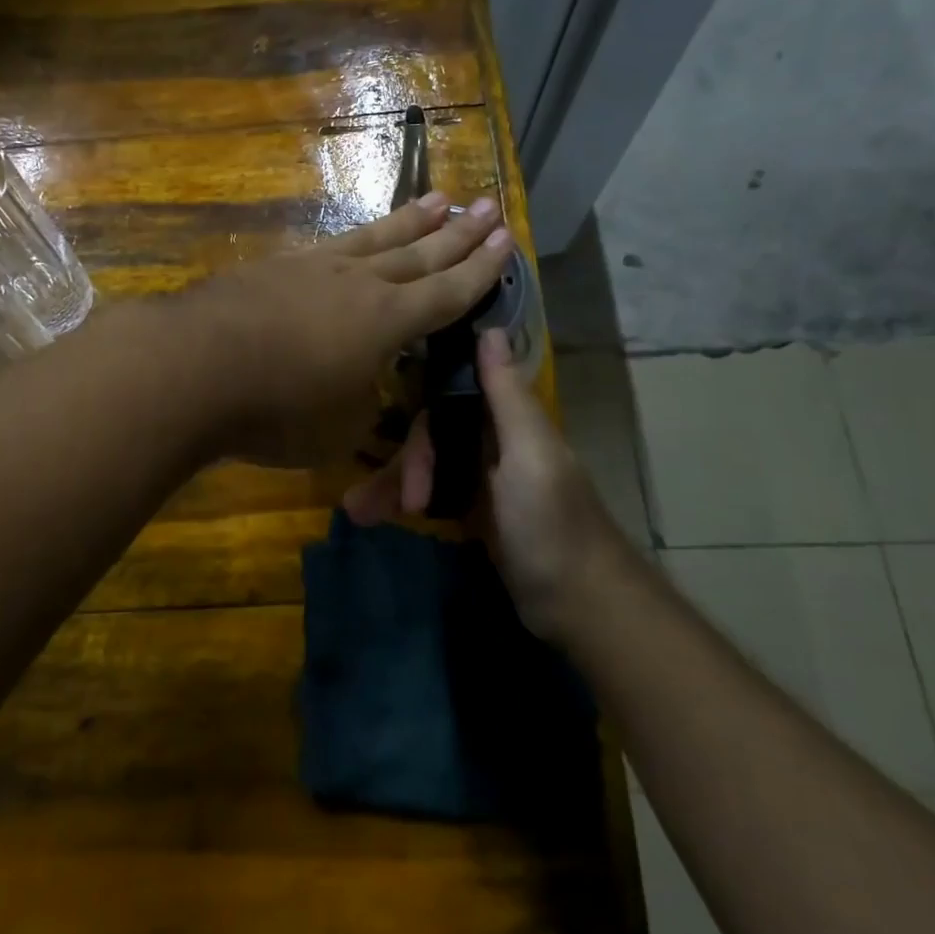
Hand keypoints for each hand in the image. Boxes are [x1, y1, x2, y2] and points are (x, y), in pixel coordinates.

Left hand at [184, 193, 513, 465]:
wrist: (192, 366)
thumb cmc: (276, 408)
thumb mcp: (339, 427)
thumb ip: (364, 403)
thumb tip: (365, 384)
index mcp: (387, 321)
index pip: (447, 292)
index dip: (480, 270)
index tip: (507, 239)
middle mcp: (357, 283)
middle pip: (419, 253)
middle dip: (458, 233)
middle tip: (489, 206)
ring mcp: (313, 267)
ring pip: (375, 238)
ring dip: (410, 220)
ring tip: (439, 197)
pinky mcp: (274, 267)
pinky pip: (330, 245)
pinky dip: (355, 238)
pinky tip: (354, 237)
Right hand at [345, 328, 630, 643]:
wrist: (577, 605)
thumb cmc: (552, 523)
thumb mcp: (529, 454)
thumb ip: (506, 395)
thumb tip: (490, 328)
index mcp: (508, 420)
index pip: (449, 393)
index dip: (420, 406)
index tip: (389, 429)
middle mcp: (492, 440)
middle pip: (431, 432)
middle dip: (405, 462)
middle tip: (393, 503)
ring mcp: (480, 477)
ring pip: (424, 464)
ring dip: (391, 485)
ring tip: (357, 512)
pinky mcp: (471, 510)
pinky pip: (427, 493)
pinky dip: (400, 502)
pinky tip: (372, 515)